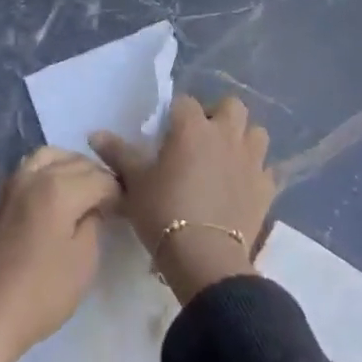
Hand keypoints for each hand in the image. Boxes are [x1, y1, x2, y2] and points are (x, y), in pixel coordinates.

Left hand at [0, 147, 119, 361]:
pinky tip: (54, 196)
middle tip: (108, 200)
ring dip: (69, 166)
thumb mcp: (83, 263)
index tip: (127, 208)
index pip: (99, 178)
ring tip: (82, 190)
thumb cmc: (41, 293)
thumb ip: (94, 224)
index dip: (117, 192)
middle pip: (74, 161)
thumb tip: (94, 206)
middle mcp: (34, 175)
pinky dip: (48, 171)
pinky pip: (29, 169)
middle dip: (96, 175)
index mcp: (59, 188)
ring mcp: (12, 183)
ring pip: (48, 156)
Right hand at [91, 95, 275, 303]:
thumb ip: (117, 153)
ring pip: (256, 133)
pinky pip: (267, 169)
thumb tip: (94, 133)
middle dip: (219, 116)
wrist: (205, 260)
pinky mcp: (266, 189)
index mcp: (192, 126)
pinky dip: (256, 173)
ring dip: (243, 139)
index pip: (185, 101)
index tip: (167, 133)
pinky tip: (243, 186)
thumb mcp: (134, 183)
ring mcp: (251, 160)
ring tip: (226, 158)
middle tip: (201, 139)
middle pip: (232, 106)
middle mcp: (225, 134)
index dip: (176, 114)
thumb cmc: (164, 212)